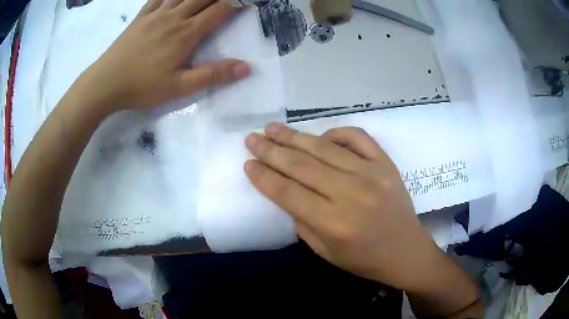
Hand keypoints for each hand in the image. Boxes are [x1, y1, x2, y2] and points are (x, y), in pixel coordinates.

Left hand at [82, 0, 250, 110]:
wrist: (105, 83)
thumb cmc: (142, 87)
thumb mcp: (179, 88)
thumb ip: (212, 75)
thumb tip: (245, 68)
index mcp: (186, 33)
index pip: (219, 10)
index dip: (236, 3)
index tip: (248, 3)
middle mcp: (174, 17)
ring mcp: (156, 14)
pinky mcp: (141, 17)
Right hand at [243, 123, 442, 290]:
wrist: (406, 250)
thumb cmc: (364, 260)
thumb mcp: (325, 253)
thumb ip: (303, 222)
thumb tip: (287, 192)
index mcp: (334, 223)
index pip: (288, 193)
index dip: (264, 176)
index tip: (247, 163)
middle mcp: (351, 194)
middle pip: (301, 166)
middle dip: (271, 151)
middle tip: (252, 138)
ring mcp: (371, 174)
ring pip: (324, 148)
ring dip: (294, 137)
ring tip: (273, 128)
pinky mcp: (385, 163)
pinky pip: (357, 137)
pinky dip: (335, 133)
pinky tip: (320, 137)